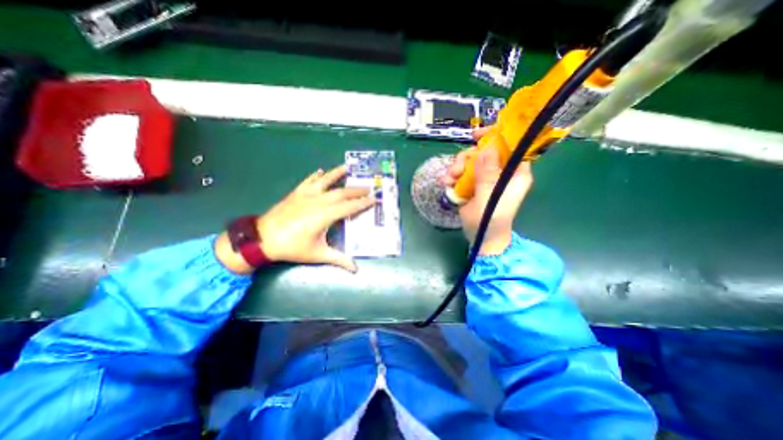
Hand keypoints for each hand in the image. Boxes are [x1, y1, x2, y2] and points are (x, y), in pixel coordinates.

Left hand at [213, 165, 372, 273]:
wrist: (262, 239)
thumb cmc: (292, 247)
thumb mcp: (317, 254)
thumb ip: (339, 260)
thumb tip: (355, 269)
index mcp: (325, 215)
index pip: (349, 207)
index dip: (363, 203)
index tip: (374, 199)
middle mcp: (318, 201)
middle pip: (341, 193)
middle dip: (356, 190)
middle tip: (368, 187)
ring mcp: (306, 195)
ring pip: (325, 181)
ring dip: (337, 174)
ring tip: (347, 167)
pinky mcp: (296, 193)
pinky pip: (308, 181)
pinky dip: (315, 175)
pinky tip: (320, 170)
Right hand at [440, 127, 531, 255]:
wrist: (481, 238)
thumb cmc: (490, 221)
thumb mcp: (488, 198)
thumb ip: (487, 175)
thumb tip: (487, 148)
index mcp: (515, 173)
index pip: (511, 146)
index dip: (496, 136)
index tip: (477, 136)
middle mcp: (501, 172)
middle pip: (485, 152)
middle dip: (467, 158)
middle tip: (455, 170)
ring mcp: (486, 178)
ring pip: (471, 161)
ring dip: (456, 168)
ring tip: (448, 180)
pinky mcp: (474, 184)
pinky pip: (463, 173)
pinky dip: (453, 176)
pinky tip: (446, 183)